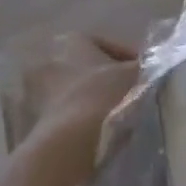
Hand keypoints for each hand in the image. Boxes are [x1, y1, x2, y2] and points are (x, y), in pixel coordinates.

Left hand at [23, 34, 139, 162]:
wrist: (68, 144)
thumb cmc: (103, 97)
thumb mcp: (135, 75)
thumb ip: (145, 66)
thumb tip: (153, 66)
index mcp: (71, 42)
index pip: (106, 46)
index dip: (128, 59)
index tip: (143, 75)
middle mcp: (48, 61)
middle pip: (86, 70)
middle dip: (105, 81)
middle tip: (129, 96)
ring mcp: (35, 93)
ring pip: (73, 94)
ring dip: (90, 102)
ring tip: (115, 118)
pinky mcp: (31, 122)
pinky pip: (63, 117)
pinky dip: (78, 122)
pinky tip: (97, 134)